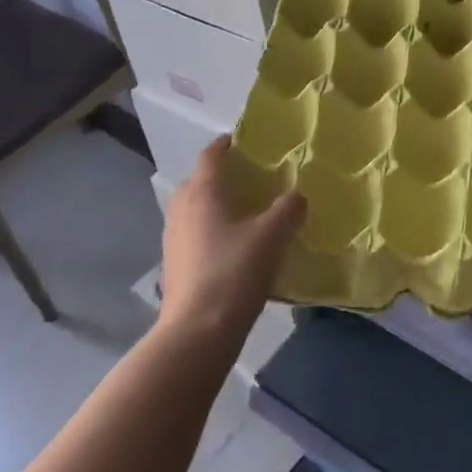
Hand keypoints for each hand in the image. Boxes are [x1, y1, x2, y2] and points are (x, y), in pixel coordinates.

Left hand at [159, 139, 305, 342]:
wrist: (197, 331)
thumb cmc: (234, 272)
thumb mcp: (273, 236)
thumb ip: (289, 209)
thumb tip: (297, 196)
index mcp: (202, 192)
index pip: (210, 155)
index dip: (227, 144)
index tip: (247, 140)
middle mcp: (182, 209)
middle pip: (200, 181)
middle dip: (223, 176)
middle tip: (254, 179)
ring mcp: (173, 238)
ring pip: (195, 209)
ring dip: (217, 205)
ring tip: (248, 213)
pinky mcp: (175, 265)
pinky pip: (195, 234)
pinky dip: (213, 230)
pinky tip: (236, 247)